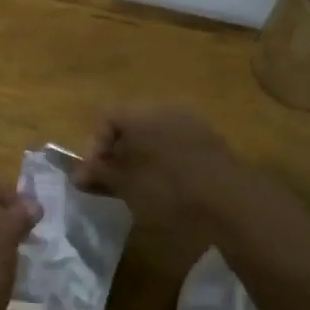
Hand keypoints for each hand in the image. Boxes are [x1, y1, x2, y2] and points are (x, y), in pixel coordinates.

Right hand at [74, 105, 245, 229]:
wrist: (231, 201)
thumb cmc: (168, 189)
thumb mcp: (126, 185)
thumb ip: (100, 175)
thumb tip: (79, 175)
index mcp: (141, 112)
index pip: (105, 118)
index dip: (93, 147)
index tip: (92, 176)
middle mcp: (165, 108)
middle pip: (129, 124)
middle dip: (116, 152)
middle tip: (111, 182)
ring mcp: (191, 122)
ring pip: (153, 135)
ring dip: (139, 157)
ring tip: (136, 187)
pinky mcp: (210, 141)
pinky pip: (174, 144)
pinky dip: (162, 160)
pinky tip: (165, 187)